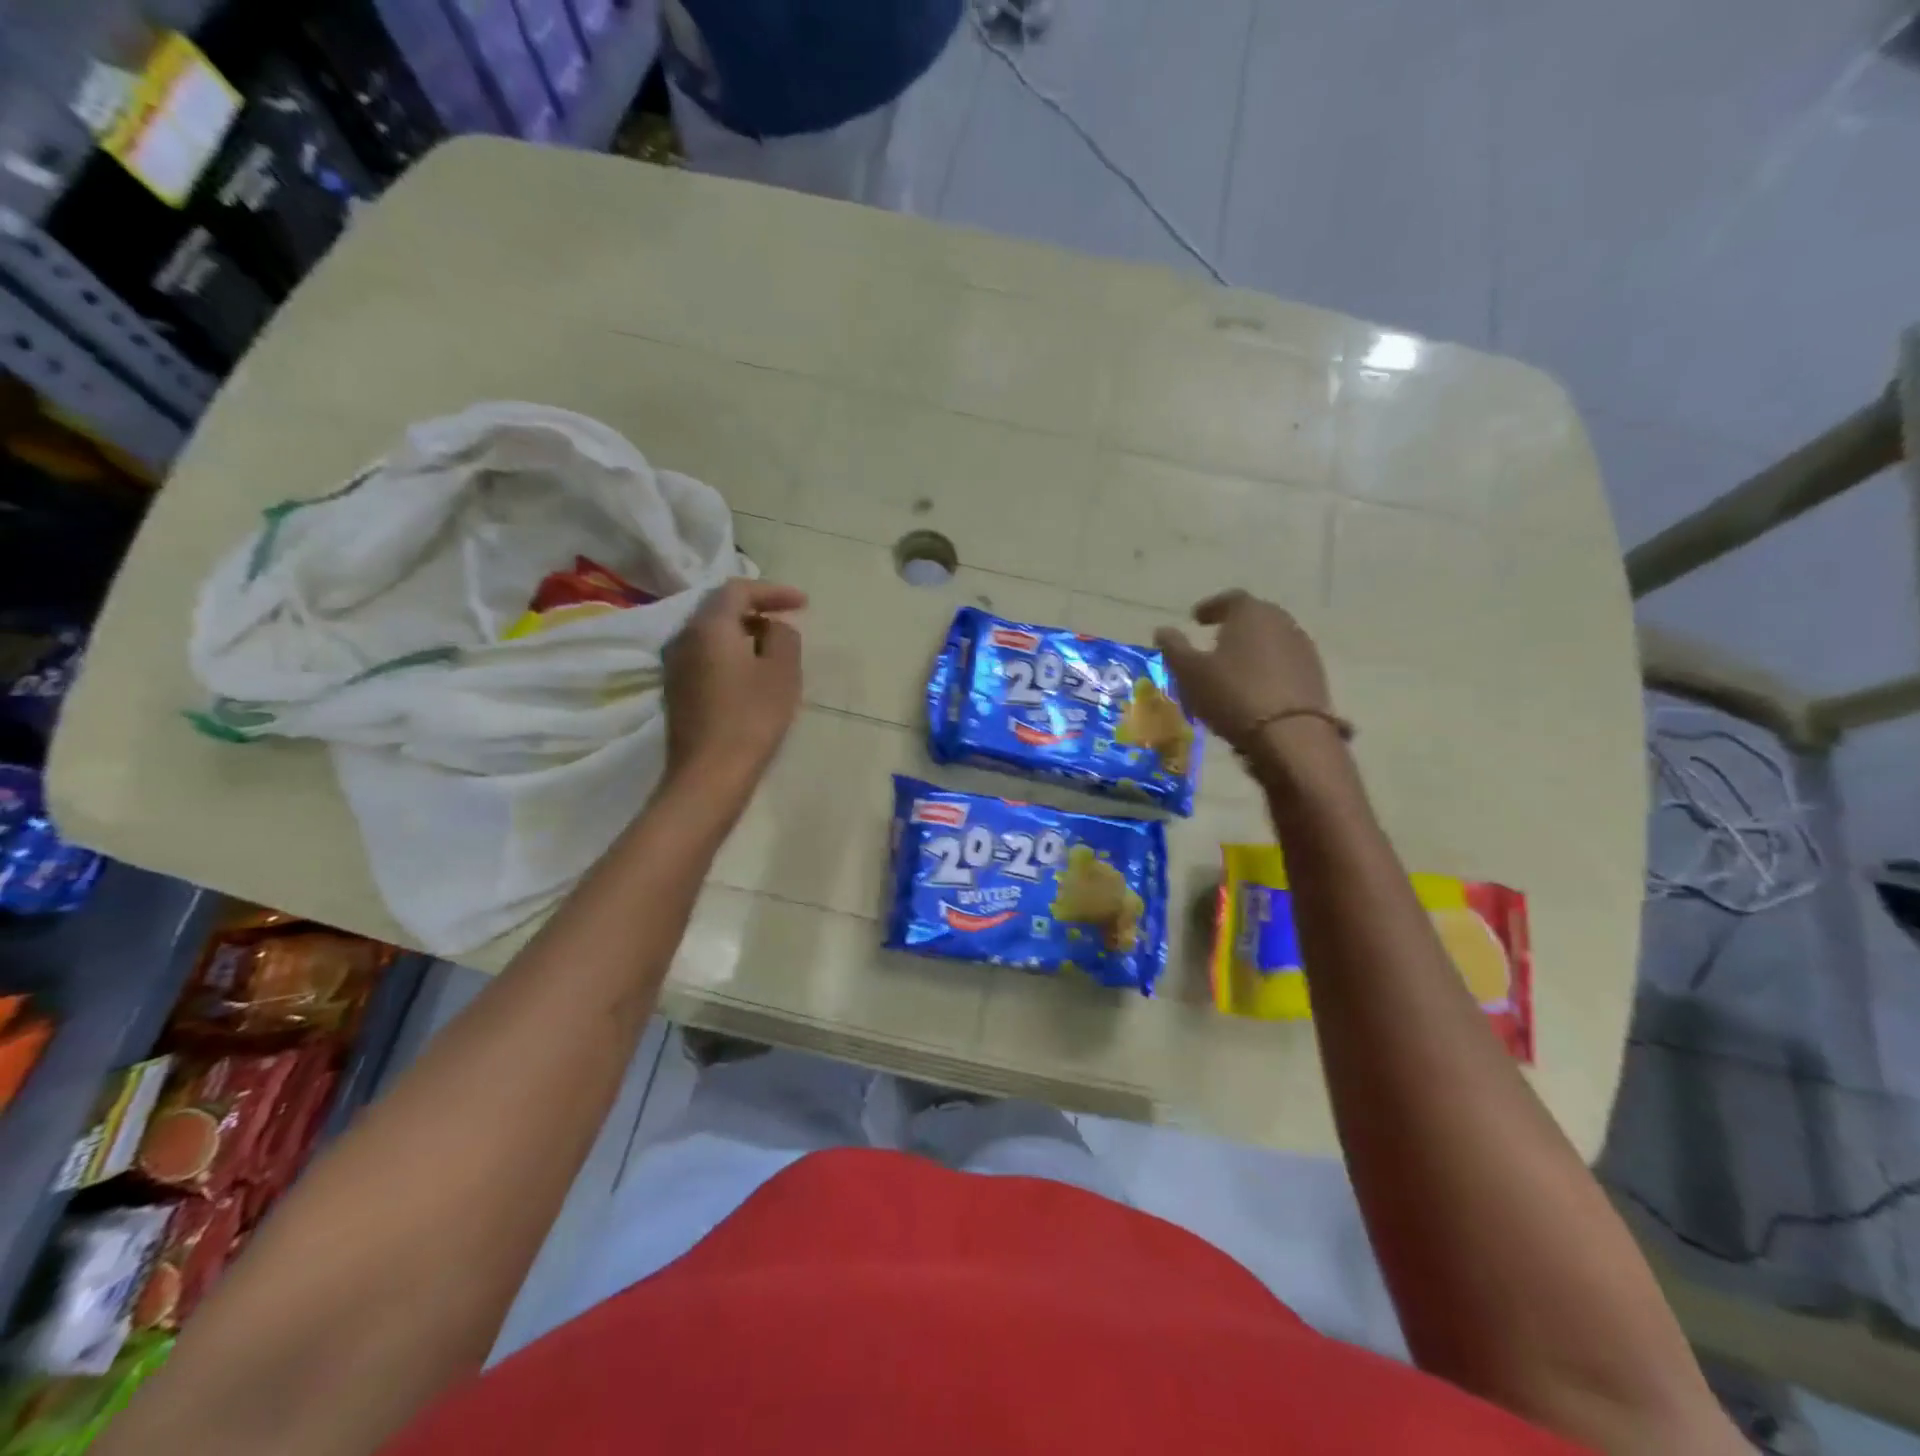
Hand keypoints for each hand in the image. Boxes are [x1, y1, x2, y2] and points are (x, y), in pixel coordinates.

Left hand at [663, 578, 805, 792]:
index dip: (773, 591)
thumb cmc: (751, 717)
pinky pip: (705, 655)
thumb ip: (783, 637)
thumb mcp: (782, 672)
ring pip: (710, 633)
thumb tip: (774, 627)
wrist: (709, 773)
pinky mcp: (675, 689)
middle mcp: (683, 637)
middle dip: (756, 609)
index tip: (803, 603)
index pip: (738, 590)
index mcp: (708, 626)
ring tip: (773, 646)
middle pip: (719, 608)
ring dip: (743, 632)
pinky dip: (730, 652)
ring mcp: (674, 664)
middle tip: (787, 619)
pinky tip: (750, 671)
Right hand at [1153, 590, 1333, 752]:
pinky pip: (1284, 664)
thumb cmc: (1232, 694)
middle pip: (1255, 617)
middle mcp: (1281, 622)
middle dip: (1234, 626)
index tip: (1196, 618)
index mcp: (1250, 613)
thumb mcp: (1189, 672)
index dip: (1211, 607)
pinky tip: (1255, 688)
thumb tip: (1162, 631)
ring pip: (1271, 641)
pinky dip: (1268, 669)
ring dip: (1252, 649)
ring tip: (1234, 668)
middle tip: (1214, 641)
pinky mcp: (1315, 676)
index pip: (1229, 599)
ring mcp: (1303, 649)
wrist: (1290, 735)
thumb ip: (1174, 648)